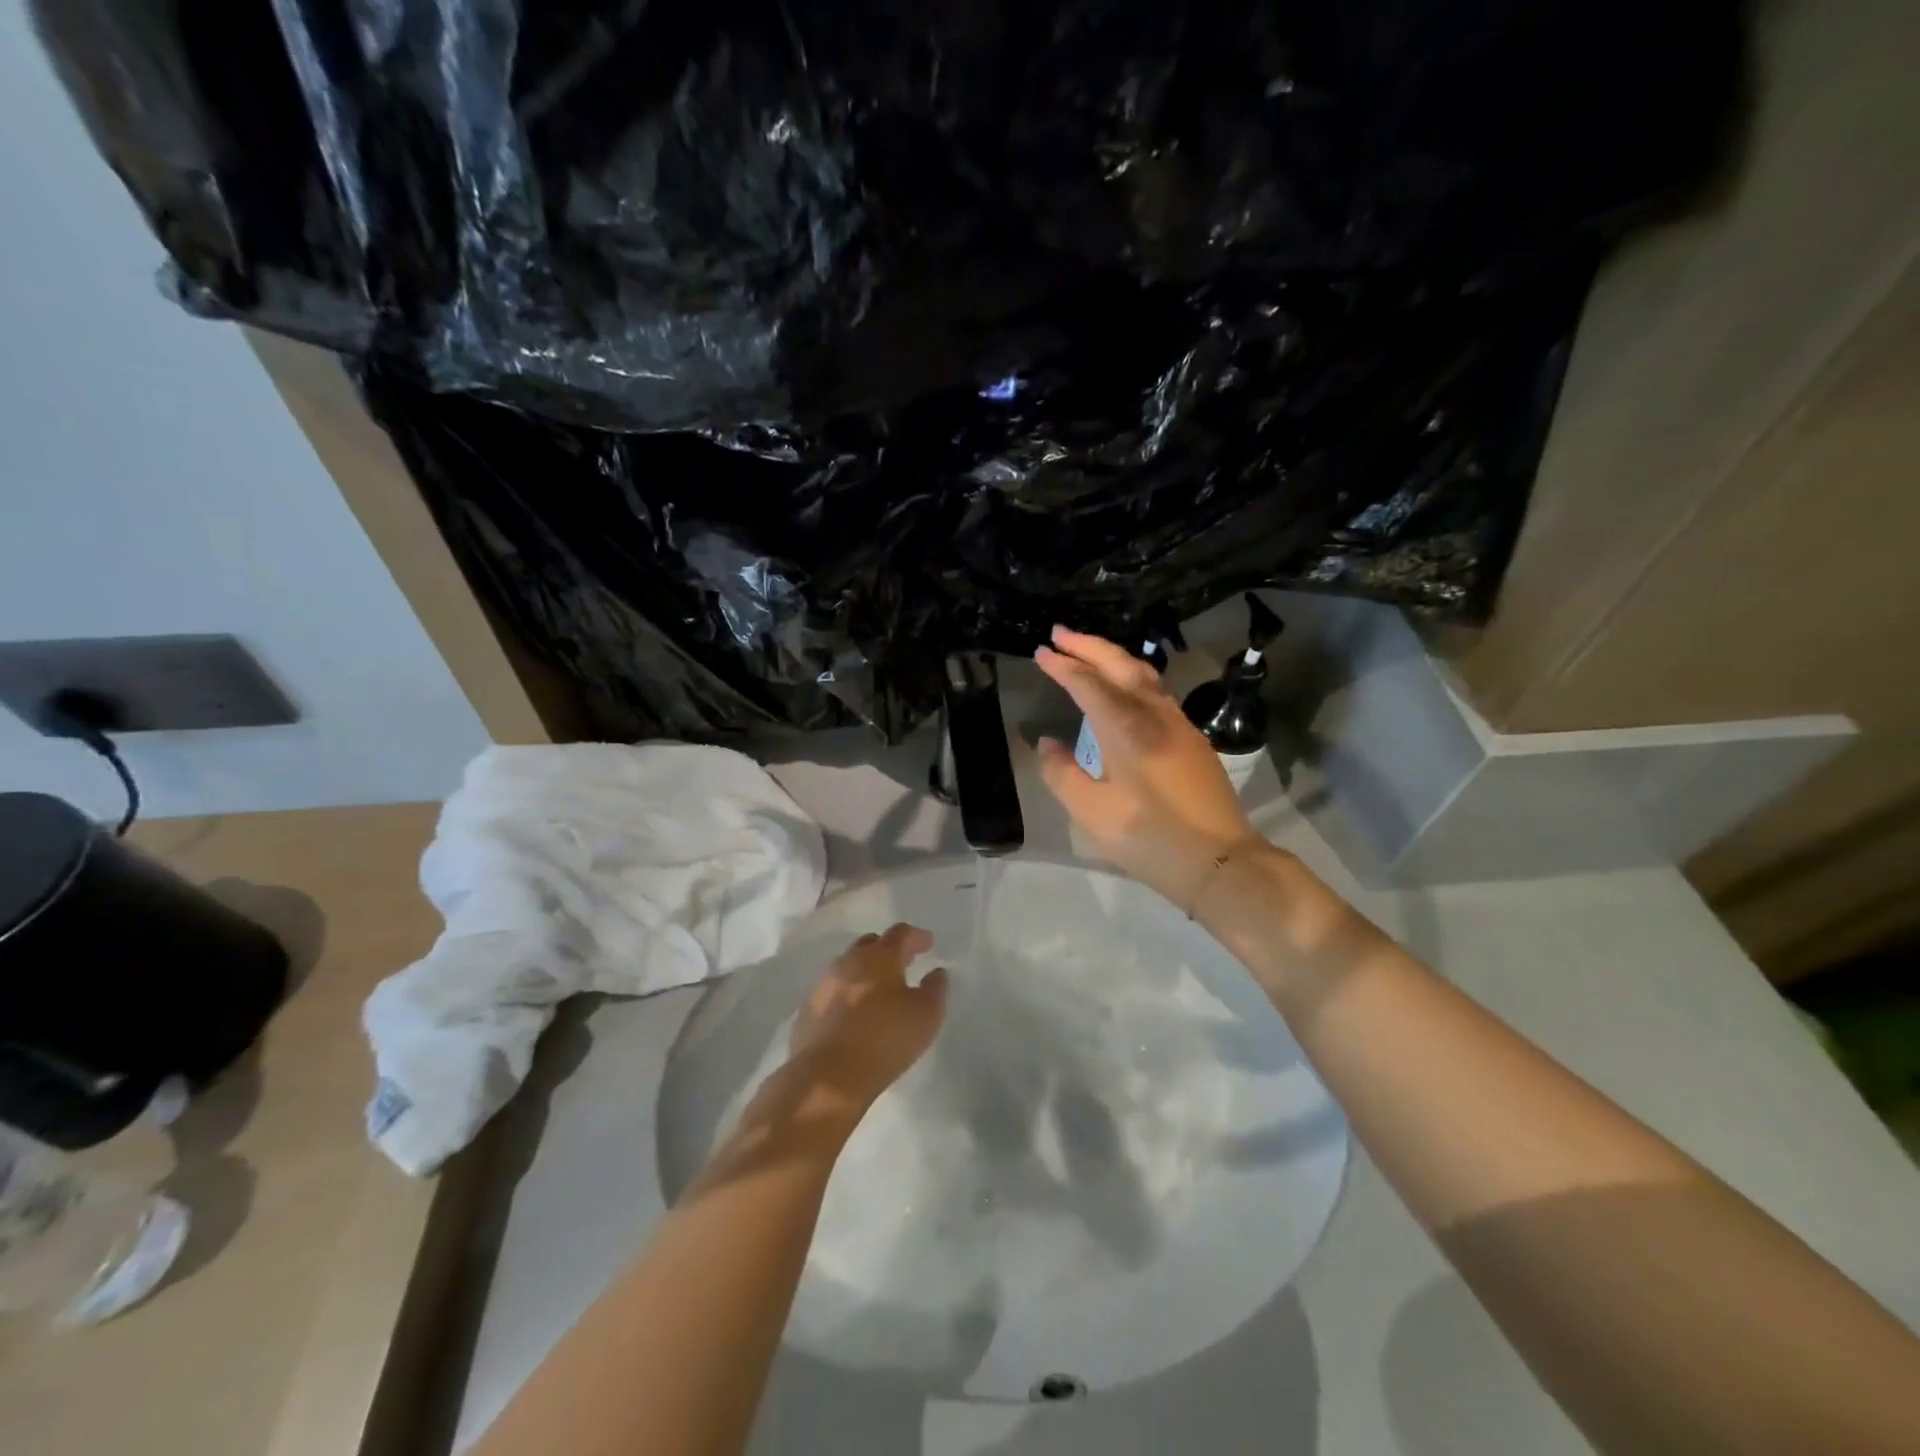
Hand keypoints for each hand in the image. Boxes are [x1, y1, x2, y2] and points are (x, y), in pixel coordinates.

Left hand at [784, 924, 947, 1119]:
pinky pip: (833, 992)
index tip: (928, 944)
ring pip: (848, 966)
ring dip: (865, 972)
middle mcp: (849, 962)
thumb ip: (935, 989)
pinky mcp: (808, 1010)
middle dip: (888, 949)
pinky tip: (855, 1013)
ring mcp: (824, 984)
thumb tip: (937, 972)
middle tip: (904, 962)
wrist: (827, 1077)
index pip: (900, 934)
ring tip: (879, 989)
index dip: (916, 936)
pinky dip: (847, 994)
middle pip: (870, 944)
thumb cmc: (884, 1040)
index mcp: (879, 957)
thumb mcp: (926, 1015)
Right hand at [1035, 626, 1262, 908]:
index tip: (1040, 653)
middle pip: (1120, 666)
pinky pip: (1157, 692)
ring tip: (1087, 652)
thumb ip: (1062, 773)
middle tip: (1059, 634)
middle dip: (1088, 646)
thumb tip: (1047, 743)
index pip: (1089, 684)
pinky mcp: (1192, 739)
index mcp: (1127, 729)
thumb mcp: (1092, 812)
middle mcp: (1155, 715)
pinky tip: (1123, 688)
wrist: (1220, 862)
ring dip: (1113, 657)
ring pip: (1144, 675)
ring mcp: (1180, 724)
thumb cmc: (1149, 839)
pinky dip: (1132, 677)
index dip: (1063, 666)